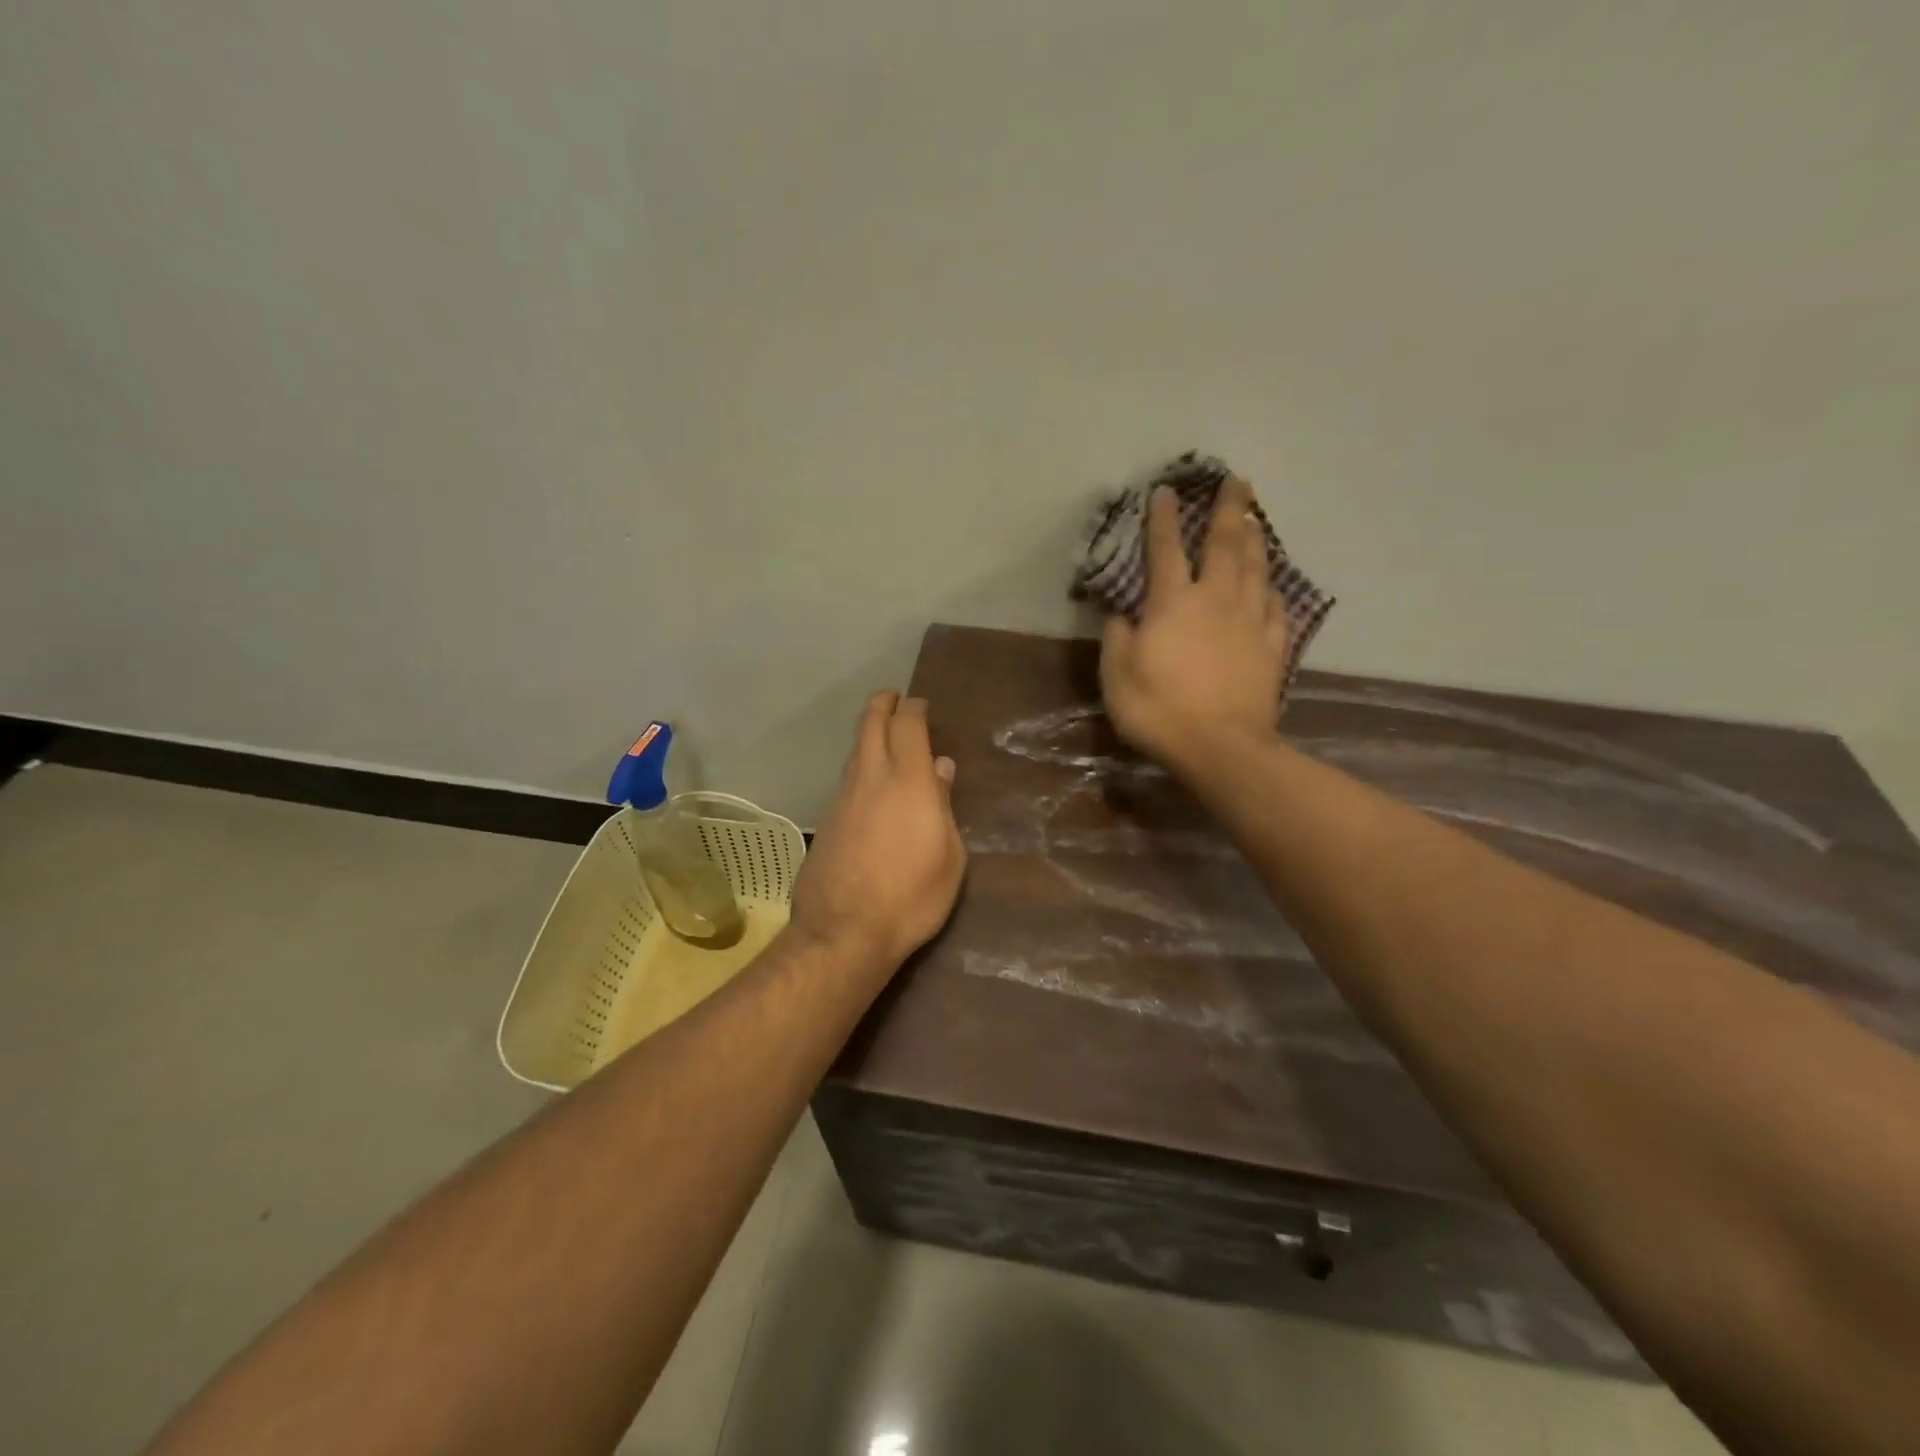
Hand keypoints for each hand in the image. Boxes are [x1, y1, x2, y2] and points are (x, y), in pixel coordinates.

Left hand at [790, 691, 967, 972]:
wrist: (844, 931)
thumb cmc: (913, 896)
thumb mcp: (950, 857)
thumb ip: (944, 806)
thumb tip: (942, 769)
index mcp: (910, 781)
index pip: (908, 725)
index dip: (914, 708)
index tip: (920, 705)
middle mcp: (873, 778)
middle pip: (871, 723)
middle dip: (883, 704)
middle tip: (894, 698)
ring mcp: (843, 796)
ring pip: (855, 749)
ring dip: (869, 733)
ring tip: (884, 735)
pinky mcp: (827, 818)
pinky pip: (847, 777)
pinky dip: (860, 765)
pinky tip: (870, 783)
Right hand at [1100, 476, 1289, 770]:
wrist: (1220, 747)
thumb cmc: (1159, 710)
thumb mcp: (1117, 675)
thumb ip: (1117, 638)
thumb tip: (1122, 614)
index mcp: (1173, 603)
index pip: (1165, 549)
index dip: (1163, 518)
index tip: (1166, 490)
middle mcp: (1215, 599)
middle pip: (1224, 544)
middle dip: (1228, 508)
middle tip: (1237, 480)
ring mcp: (1249, 621)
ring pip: (1256, 567)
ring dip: (1255, 537)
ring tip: (1255, 516)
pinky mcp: (1271, 646)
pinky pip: (1275, 606)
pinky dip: (1273, 587)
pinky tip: (1273, 582)